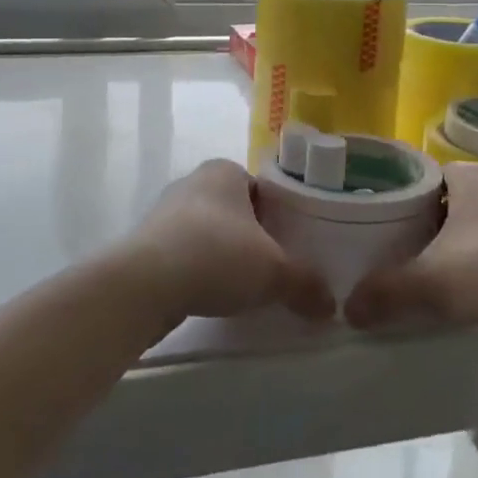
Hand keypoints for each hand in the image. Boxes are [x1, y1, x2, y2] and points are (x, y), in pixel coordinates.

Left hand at [126, 160, 335, 321]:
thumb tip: (331, 306)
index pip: (262, 189)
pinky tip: (208, 294)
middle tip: (272, 269)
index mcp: (225, 170)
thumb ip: (305, 284)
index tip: (290, 246)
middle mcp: (194, 181)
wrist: (146, 282)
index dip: (279, 217)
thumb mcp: (274, 272)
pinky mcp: (146, 242)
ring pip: (207, 231)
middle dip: (251, 237)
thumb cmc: (217, 255)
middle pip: (235, 210)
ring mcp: (165, 211)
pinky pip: (183, 252)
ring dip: (222, 254)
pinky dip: (198, 269)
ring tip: (242, 287)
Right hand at [345, 163, 477, 337]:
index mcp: (467, 174)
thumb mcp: (432, 281)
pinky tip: (455, 286)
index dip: (391, 198)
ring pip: (464, 224)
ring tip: (414, 270)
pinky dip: (469, 260)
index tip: (370, 224)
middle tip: (385, 251)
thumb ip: (387, 291)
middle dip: (415, 225)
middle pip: (438, 201)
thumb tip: (347, 309)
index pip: (416, 175)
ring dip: (442, 245)